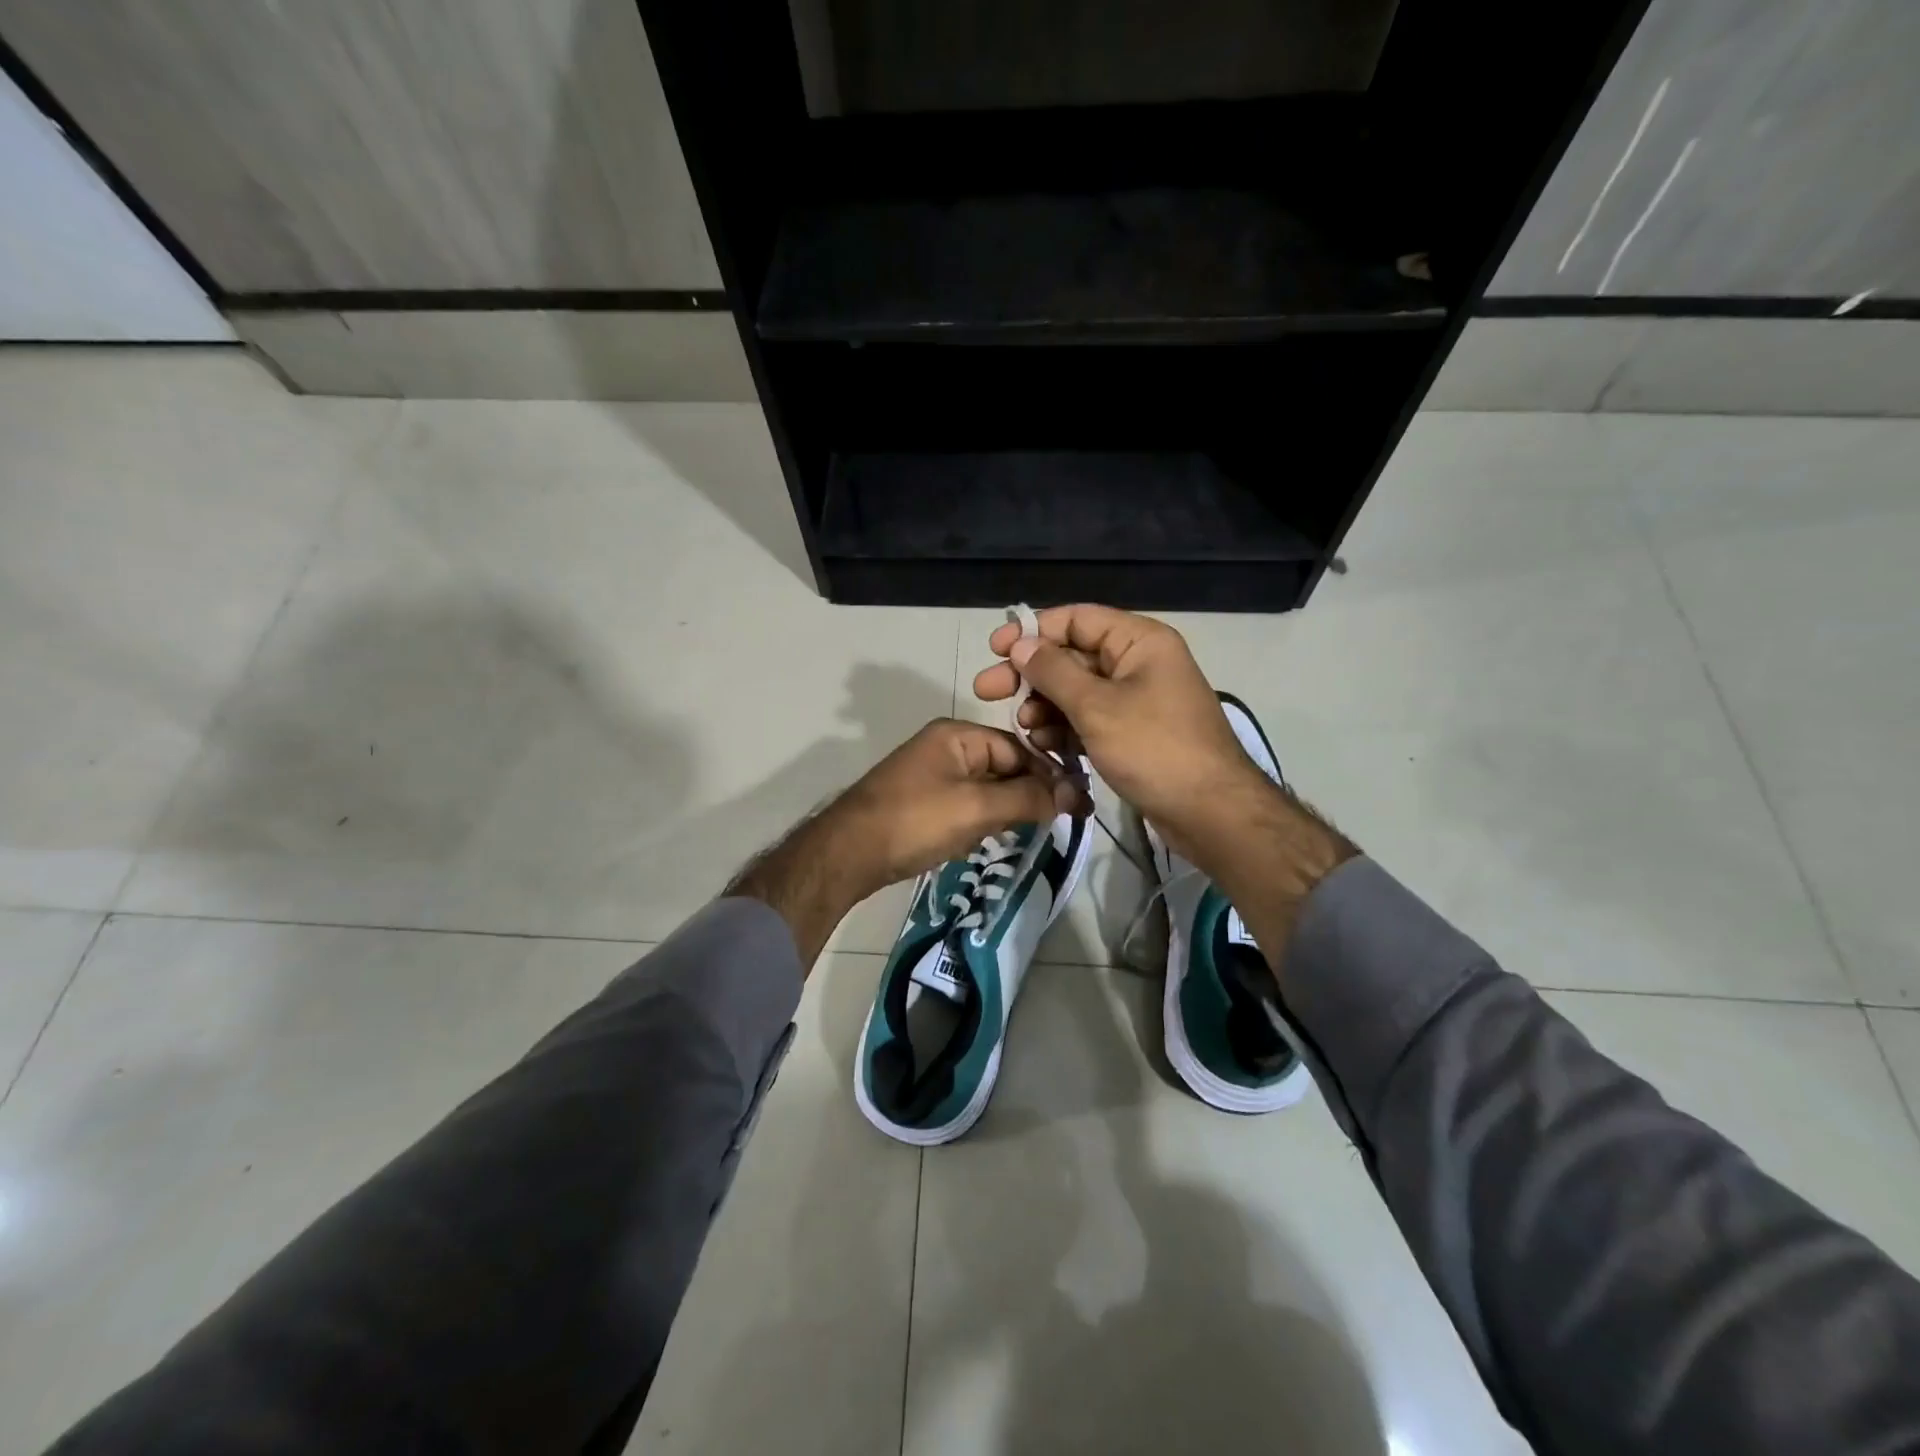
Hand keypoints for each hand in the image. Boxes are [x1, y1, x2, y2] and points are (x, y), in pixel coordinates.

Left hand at [825, 718, 1088, 897]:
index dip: (1047, 775)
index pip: (1017, 748)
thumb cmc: (915, 821)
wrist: (848, 854)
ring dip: (1005, 811)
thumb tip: (1076, 795)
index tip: (1076, 805)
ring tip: (1024, 834)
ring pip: (986, 789)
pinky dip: (981, 822)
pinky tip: (985, 841)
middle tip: (1053, 824)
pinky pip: (966, 806)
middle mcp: (945, 747)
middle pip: (1003, 767)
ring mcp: (932, 776)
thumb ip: (1028, 798)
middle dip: (1026, 795)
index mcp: (957, 735)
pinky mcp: (923, 802)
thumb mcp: (977, 808)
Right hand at [972, 605, 1271, 861]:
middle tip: (987, 692)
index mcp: (1139, 641)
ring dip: (1045, 705)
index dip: (1032, 631)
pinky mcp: (1133, 732)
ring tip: (1024, 728)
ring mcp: (1137, 699)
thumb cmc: (1154, 749)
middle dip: (1031, 675)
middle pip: (1072, 656)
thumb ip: (1054, 672)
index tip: (995, 651)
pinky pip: (1090, 718)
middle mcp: (1138, 663)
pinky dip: (1066, 728)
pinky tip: (1044, 744)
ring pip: (1078, 691)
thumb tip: (1021, 644)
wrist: (1210, 813)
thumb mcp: (1096, 707)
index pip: (1076, 619)